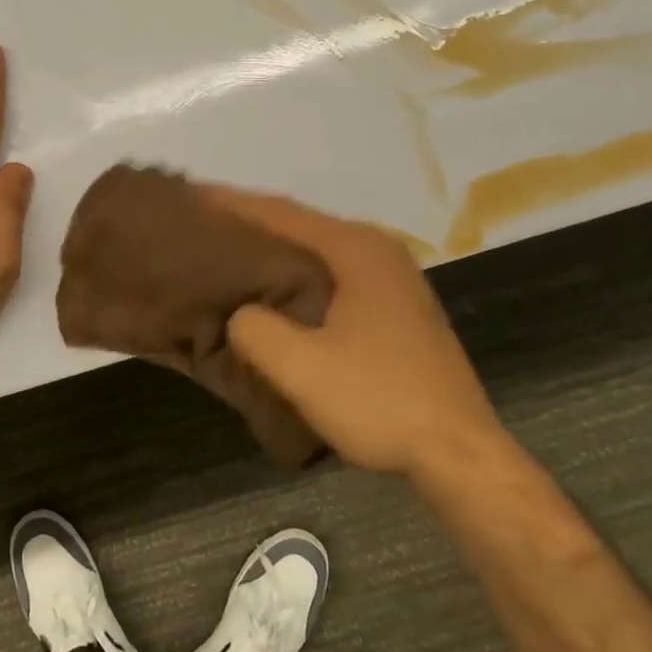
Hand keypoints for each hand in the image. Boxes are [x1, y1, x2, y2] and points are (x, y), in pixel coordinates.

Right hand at [202, 186, 507, 482]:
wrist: (461, 455)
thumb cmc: (380, 400)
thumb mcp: (300, 367)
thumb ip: (254, 328)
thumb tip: (241, 314)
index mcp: (356, 249)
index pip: (281, 212)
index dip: (231, 203)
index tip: (191, 196)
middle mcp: (377, 250)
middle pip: (300, 225)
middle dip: (251, 223)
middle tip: (202, 225)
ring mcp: (393, 279)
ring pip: (317, 252)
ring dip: (274, 251)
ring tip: (228, 253)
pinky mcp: (396, 308)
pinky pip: (333, 276)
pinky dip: (298, 275)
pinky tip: (275, 292)